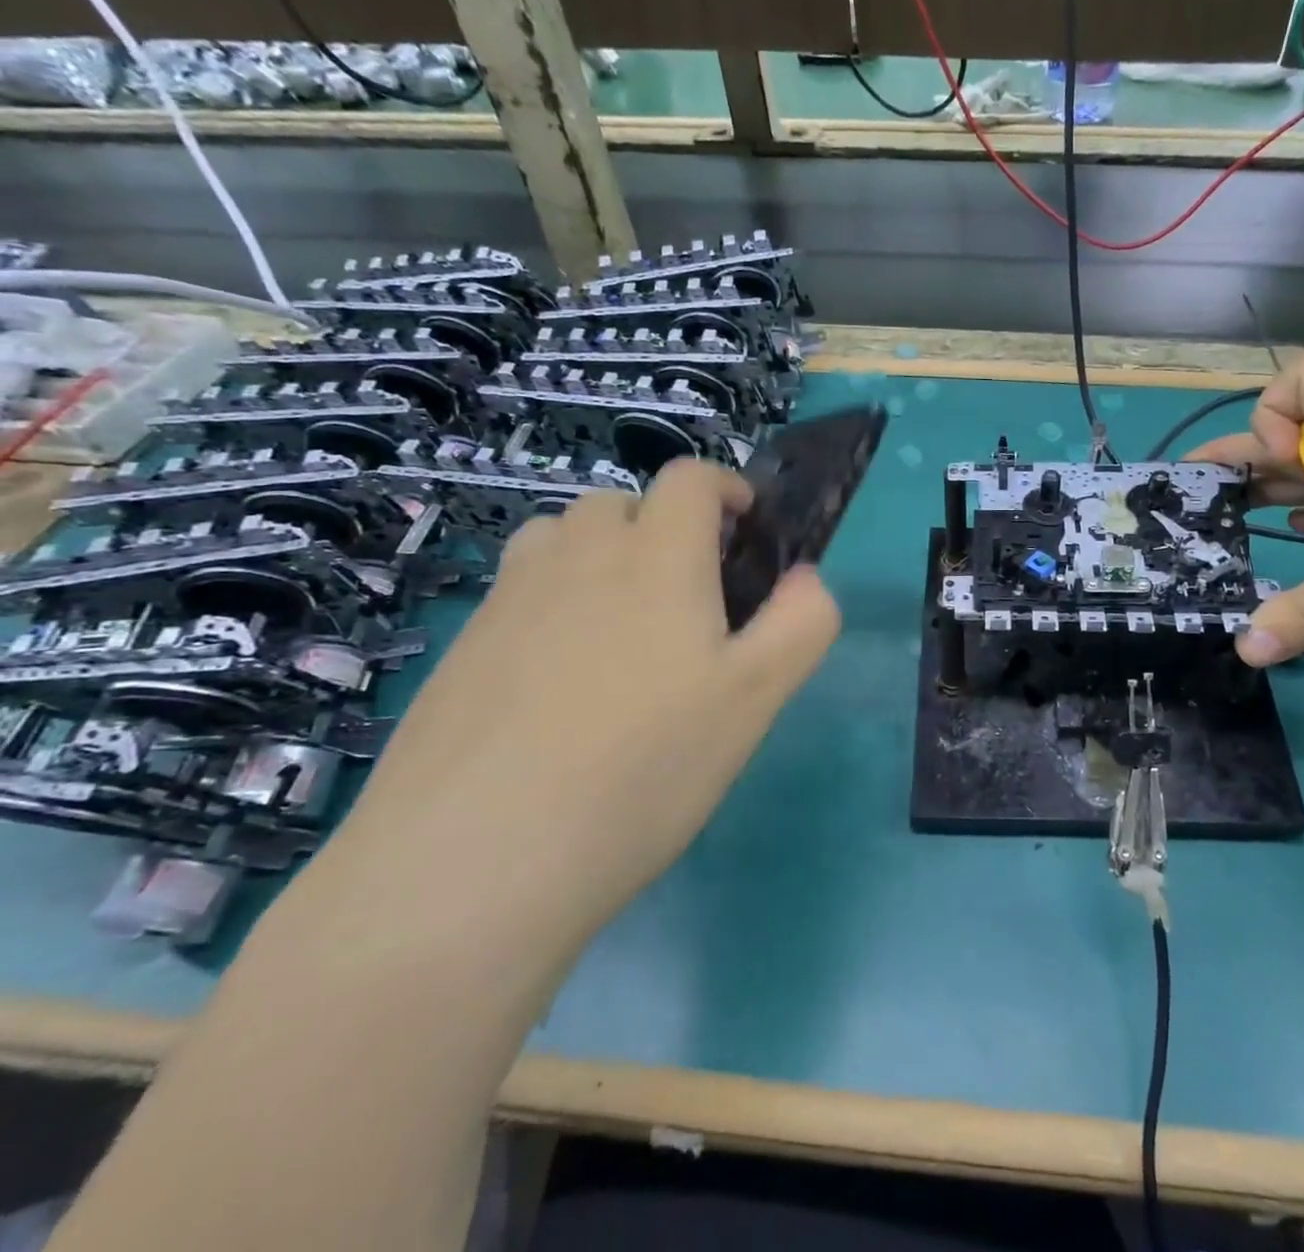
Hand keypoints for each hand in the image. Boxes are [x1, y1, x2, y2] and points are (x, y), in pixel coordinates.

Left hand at [331, 460, 840, 940]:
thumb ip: (800, 624)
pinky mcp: (461, 648)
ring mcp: (508, 600)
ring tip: (622, 630)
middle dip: (662, 526)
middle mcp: (577, 557)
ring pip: (560, 541)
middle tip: (689, 597)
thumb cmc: (644, 769)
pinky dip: (552, 605)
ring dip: (600, 556)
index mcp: (656, 558)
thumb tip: (805, 578)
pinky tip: (559, 687)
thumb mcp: (755, 700)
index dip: (724, 487)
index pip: (688, 478)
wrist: (473, 863)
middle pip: (620, 503)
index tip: (745, 526)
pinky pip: (518, 594)